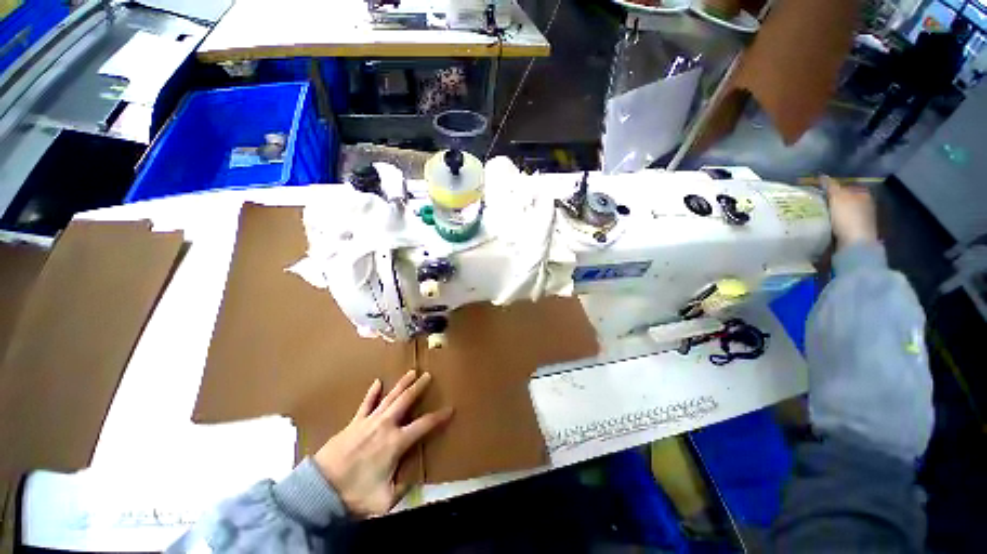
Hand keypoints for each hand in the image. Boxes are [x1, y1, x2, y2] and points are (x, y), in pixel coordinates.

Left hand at [314, 371, 451, 516]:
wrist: (320, 490)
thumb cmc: (355, 494)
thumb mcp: (385, 500)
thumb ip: (403, 489)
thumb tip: (413, 480)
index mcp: (396, 442)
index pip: (424, 425)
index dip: (439, 416)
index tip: (450, 409)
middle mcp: (386, 425)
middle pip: (406, 400)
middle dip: (419, 387)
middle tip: (428, 375)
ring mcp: (369, 421)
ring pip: (390, 397)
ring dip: (402, 384)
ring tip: (411, 372)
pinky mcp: (354, 422)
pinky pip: (365, 403)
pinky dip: (372, 392)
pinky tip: (377, 382)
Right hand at [822, 175, 878, 247]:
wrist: (856, 242)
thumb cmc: (847, 216)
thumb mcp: (837, 197)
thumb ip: (830, 186)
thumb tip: (822, 176)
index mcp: (864, 193)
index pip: (847, 186)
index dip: (833, 188)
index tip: (820, 193)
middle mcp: (866, 204)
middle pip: (846, 199)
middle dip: (834, 200)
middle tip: (818, 203)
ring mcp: (864, 218)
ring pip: (845, 211)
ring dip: (835, 212)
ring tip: (821, 214)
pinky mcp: (858, 230)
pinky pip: (845, 221)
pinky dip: (837, 221)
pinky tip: (828, 224)